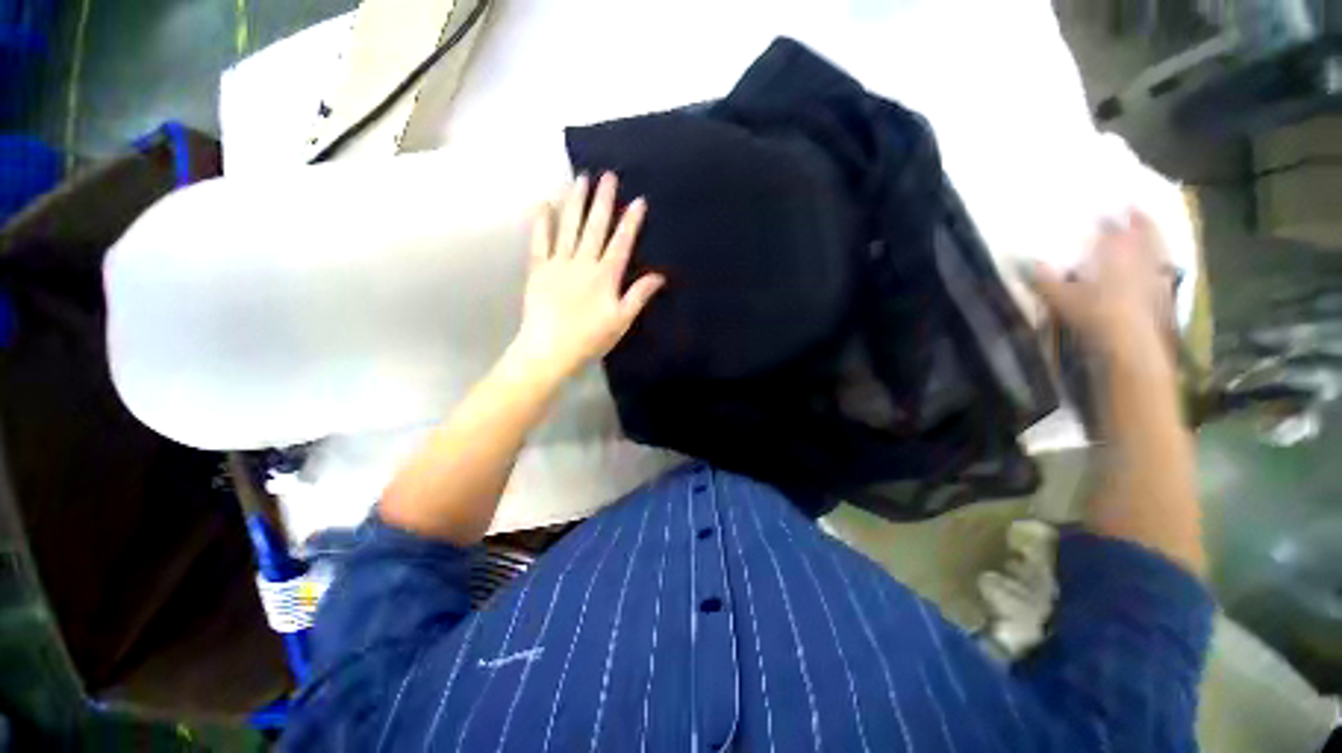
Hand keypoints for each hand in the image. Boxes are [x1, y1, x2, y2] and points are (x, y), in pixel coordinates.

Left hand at [509, 172, 664, 381]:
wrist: (549, 350)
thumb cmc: (590, 338)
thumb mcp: (621, 321)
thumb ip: (638, 296)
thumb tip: (659, 275)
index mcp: (605, 276)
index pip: (621, 242)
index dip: (631, 221)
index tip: (638, 200)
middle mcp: (583, 263)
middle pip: (595, 227)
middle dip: (603, 201)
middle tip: (607, 175)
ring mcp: (558, 263)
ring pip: (569, 227)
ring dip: (575, 202)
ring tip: (580, 179)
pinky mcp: (538, 269)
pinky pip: (540, 241)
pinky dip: (542, 222)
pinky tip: (545, 204)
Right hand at [1028, 209, 1175, 363]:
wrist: (1132, 340)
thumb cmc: (1096, 314)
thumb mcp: (1062, 299)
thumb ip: (1047, 280)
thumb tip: (1034, 263)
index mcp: (1115, 253)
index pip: (1111, 229)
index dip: (1106, 219)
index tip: (1100, 211)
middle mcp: (1139, 256)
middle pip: (1143, 231)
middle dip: (1139, 219)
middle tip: (1135, 207)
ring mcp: (1156, 273)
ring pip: (1158, 247)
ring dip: (1155, 236)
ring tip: (1151, 229)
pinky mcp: (1165, 291)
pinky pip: (1165, 267)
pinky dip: (1162, 261)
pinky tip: (1159, 264)